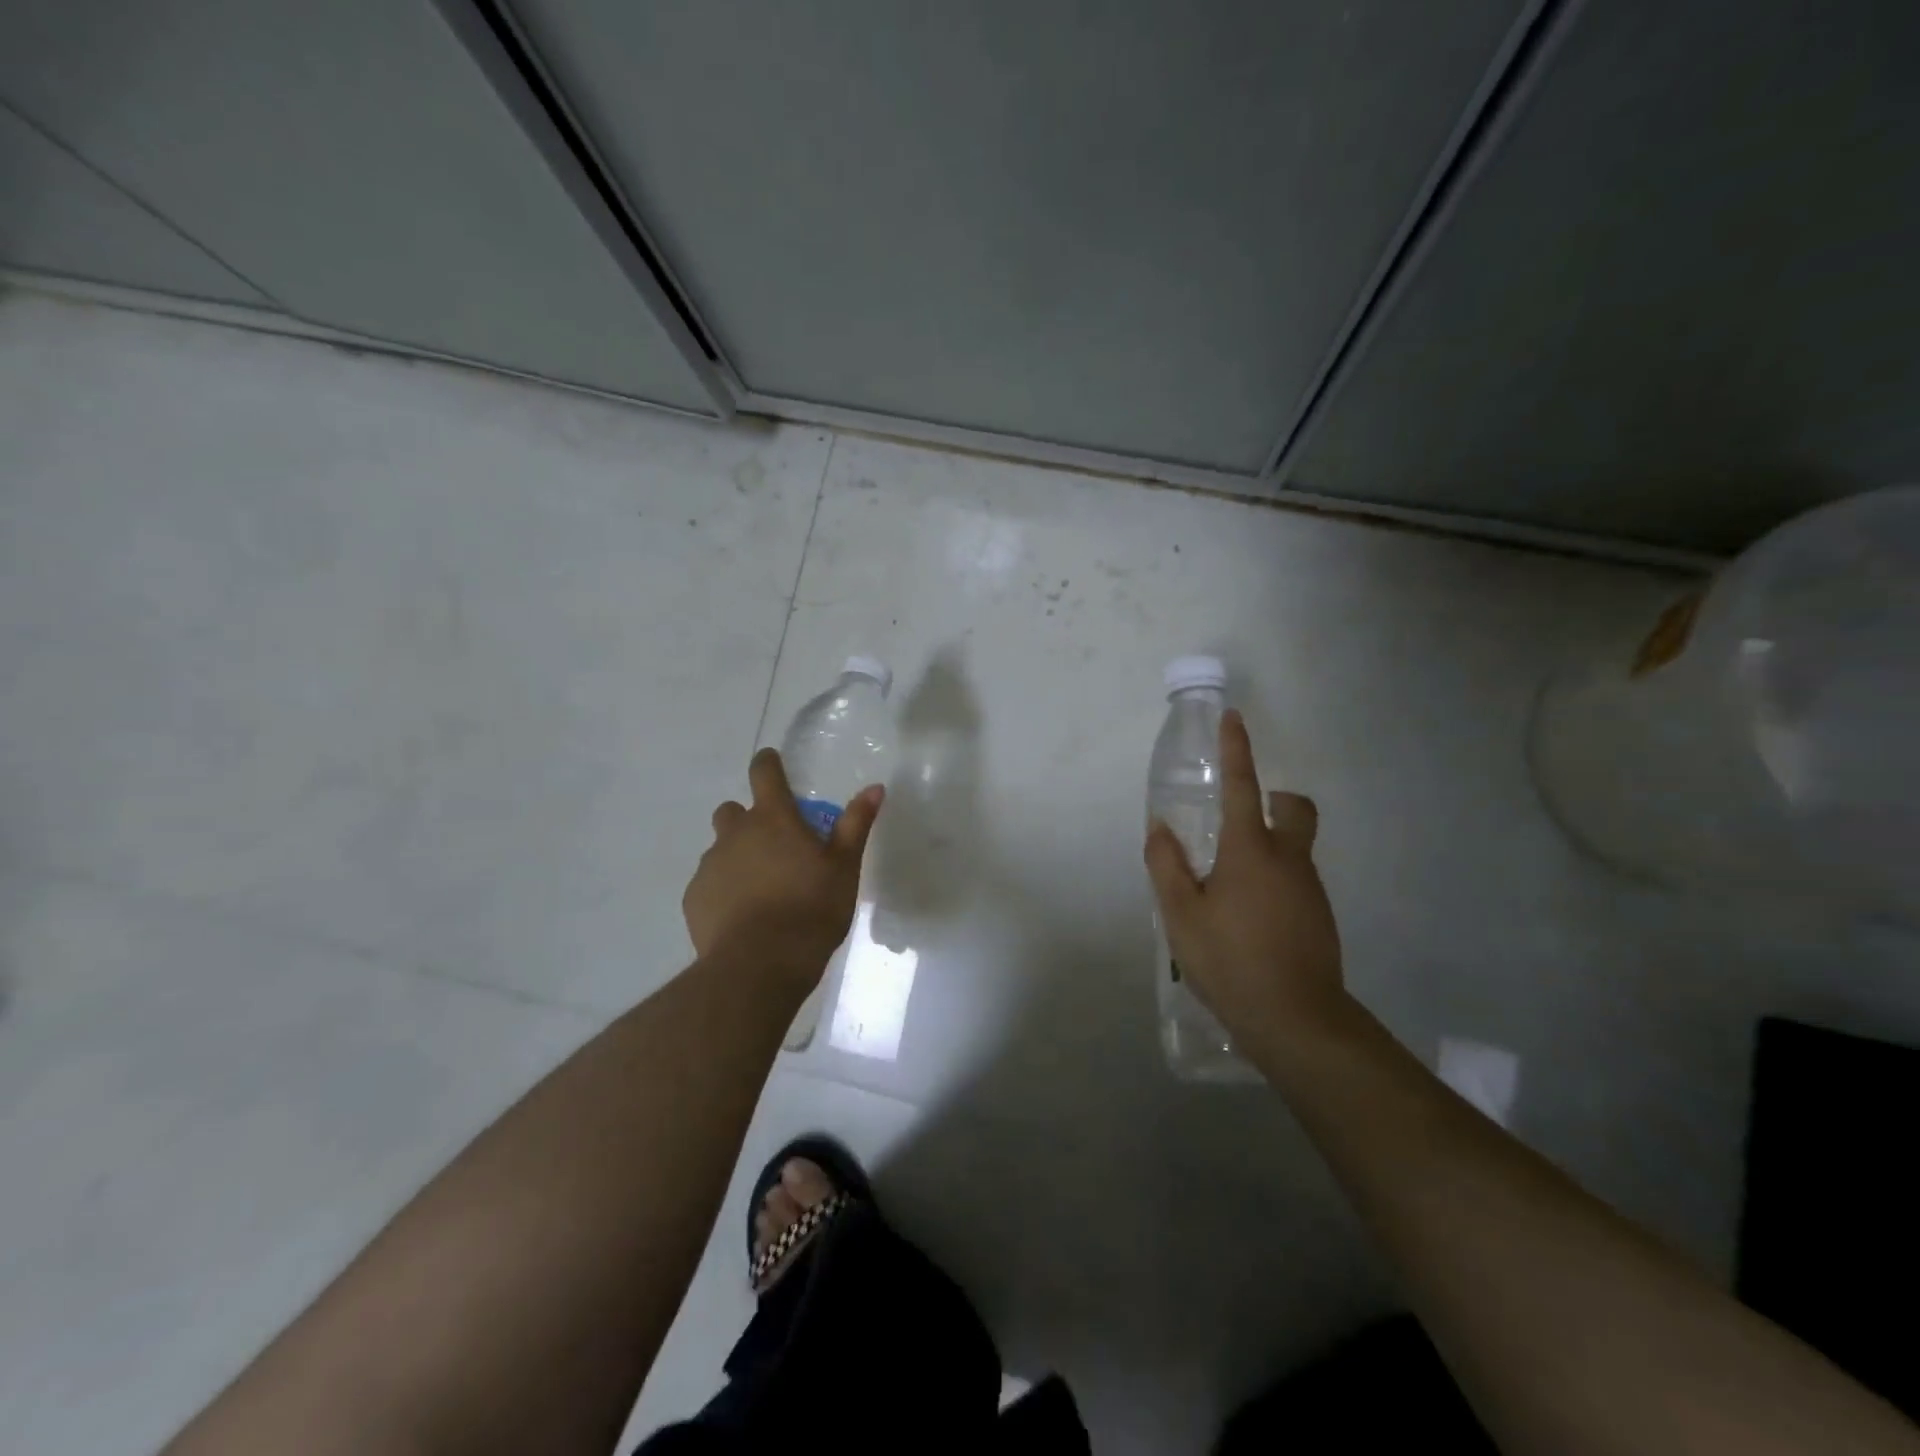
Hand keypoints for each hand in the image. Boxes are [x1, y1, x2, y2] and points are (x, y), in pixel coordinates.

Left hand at [683, 748, 883, 989]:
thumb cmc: (811, 909)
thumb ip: (856, 824)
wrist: (760, 965)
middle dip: (748, 819)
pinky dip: (723, 889)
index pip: (764, 773)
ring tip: (761, 888)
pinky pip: (708, 883)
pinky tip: (742, 915)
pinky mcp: (695, 898)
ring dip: (737, 856)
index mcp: (773, 819)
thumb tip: (874, 787)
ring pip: (720, 849)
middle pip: (732, 811)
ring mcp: (710, 866)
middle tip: (773, 844)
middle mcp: (735, 834)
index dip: (767, 763)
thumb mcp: (844, 867)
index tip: (771, 762)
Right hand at [1144, 709, 1347, 1065]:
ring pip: (1295, 849)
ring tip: (1227, 890)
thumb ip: (1166, 865)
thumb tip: (1160, 827)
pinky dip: (1273, 882)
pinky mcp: (1320, 918)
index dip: (1238, 750)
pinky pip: (1295, 882)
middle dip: (1277, 799)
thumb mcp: (1181, 914)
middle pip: (1295, 810)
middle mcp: (1289, 860)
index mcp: (1251, 850)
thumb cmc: (1230, 959)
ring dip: (1267, 849)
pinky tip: (1249, 920)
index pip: (1244, 787)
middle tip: (1245, 817)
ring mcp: (1310, 890)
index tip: (1235, 719)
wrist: (1296, 1021)